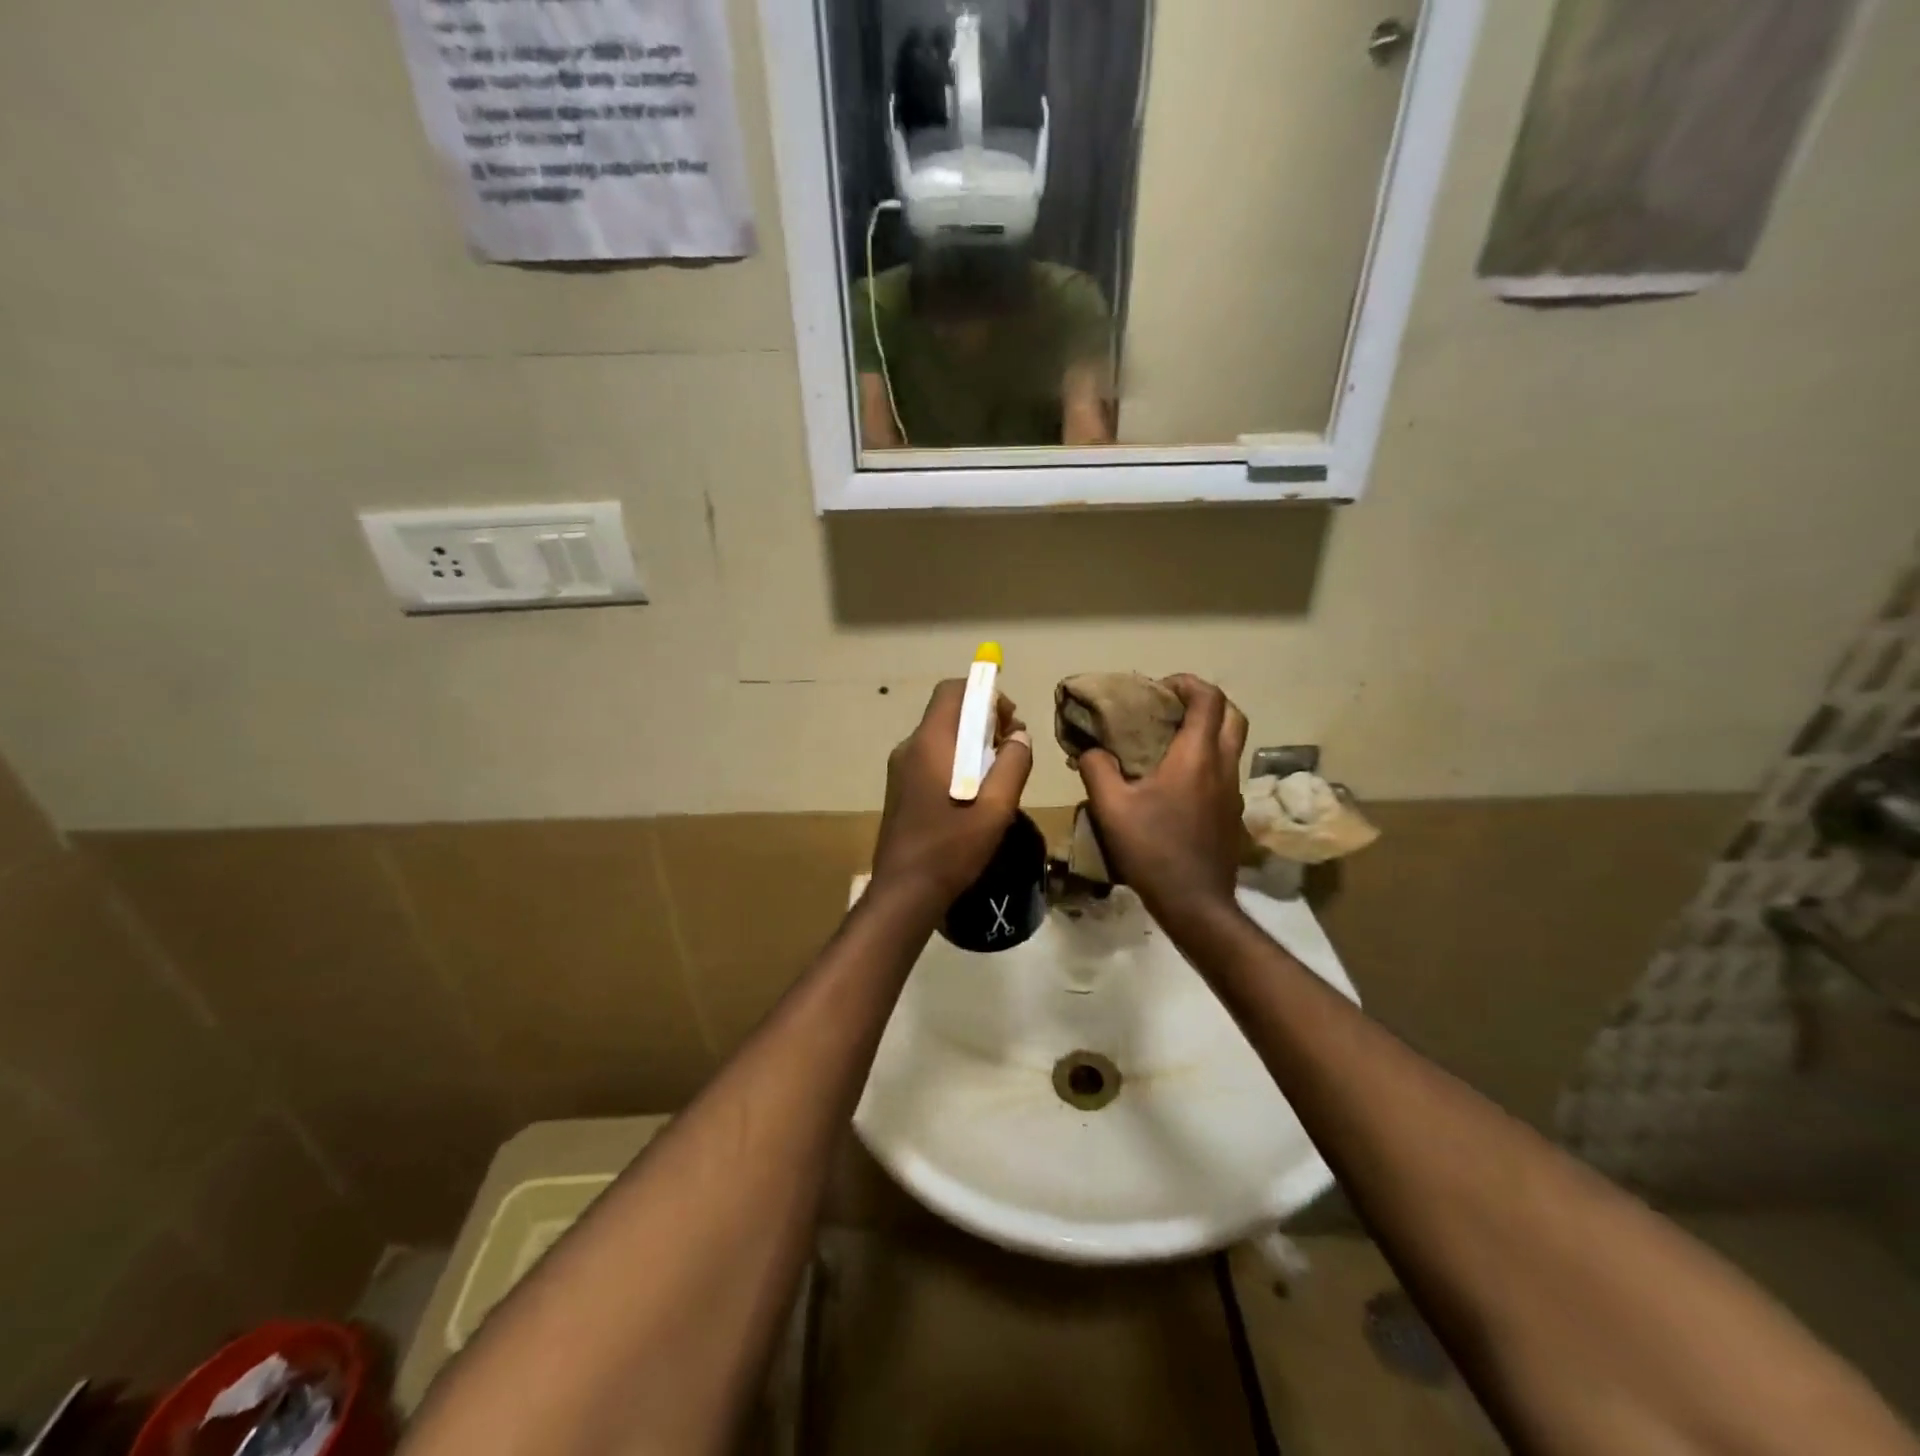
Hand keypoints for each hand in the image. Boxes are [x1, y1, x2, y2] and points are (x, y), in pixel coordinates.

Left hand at [872, 680, 1033, 911]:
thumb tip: (1019, 736)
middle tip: (1011, 749)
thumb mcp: (996, 807)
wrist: (904, 892)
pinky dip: (957, 761)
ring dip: (972, 743)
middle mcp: (909, 747)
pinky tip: (975, 793)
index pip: (953, 690)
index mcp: (930, 743)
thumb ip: (1013, 765)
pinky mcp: (900, 789)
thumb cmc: (952, 848)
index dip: (985, 693)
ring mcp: (900, 769)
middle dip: (984, 720)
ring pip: (941, 737)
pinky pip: (932, 758)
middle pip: (948, 712)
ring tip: (999, 774)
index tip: (1010, 720)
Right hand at [1076, 674, 1247, 919]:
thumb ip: (1096, 769)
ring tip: (1169, 742)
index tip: (1159, 687)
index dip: (1186, 683)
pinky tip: (1176, 782)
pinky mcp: (1232, 814)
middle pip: (1232, 715)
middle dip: (1205, 701)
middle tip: (1172, 708)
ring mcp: (1233, 791)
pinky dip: (1207, 760)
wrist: (1195, 903)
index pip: (1208, 698)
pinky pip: (1225, 771)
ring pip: (1232, 744)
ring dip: (1208, 731)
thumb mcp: (1111, 808)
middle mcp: (1223, 766)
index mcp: (1197, 756)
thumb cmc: (1153, 849)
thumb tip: (1089, 749)